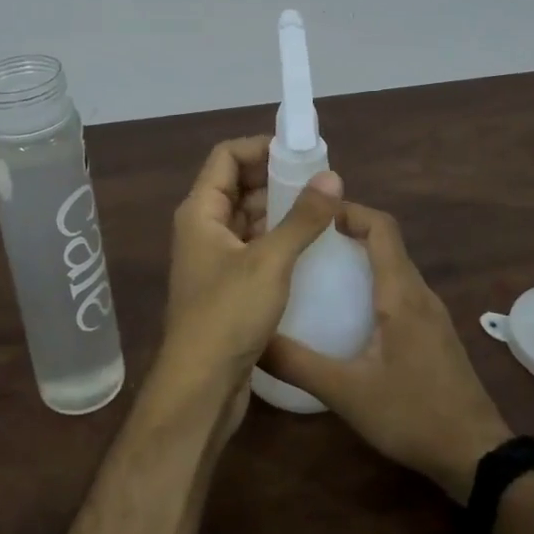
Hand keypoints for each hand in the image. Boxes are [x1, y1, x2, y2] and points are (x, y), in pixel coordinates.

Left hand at [156, 136, 342, 427]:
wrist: (200, 387)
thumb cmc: (228, 315)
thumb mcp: (270, 261)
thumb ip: (301, 218)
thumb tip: (332, 177)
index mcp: (200, 211)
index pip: (226, 156)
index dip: (260, 146)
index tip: (301, 152)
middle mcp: (202, 228)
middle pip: (237, 185)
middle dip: (276, 178)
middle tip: (321, 182)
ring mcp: (214, 258)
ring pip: (248, 218)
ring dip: (280, 210)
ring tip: (323, 210)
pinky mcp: (227, 286)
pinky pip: (253, 248)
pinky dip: (277, 240)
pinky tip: (310, 248)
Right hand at [263, 202, 511, 502]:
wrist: (477, 456)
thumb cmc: (413, 415)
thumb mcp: (346, 393)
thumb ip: (297, 364)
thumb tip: (252, 339)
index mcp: (401, 294)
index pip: (381, 227)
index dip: (350, 210)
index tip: (313, 212)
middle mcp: (419, 294)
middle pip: (386, 242)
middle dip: (347, 231)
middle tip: (304, 240)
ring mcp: (432, 314)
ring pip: (394, 267)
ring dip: (360, 257)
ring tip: (318, 269)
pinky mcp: (434, 334)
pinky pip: (401, 290)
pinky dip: (373, 282)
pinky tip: (348, 311)